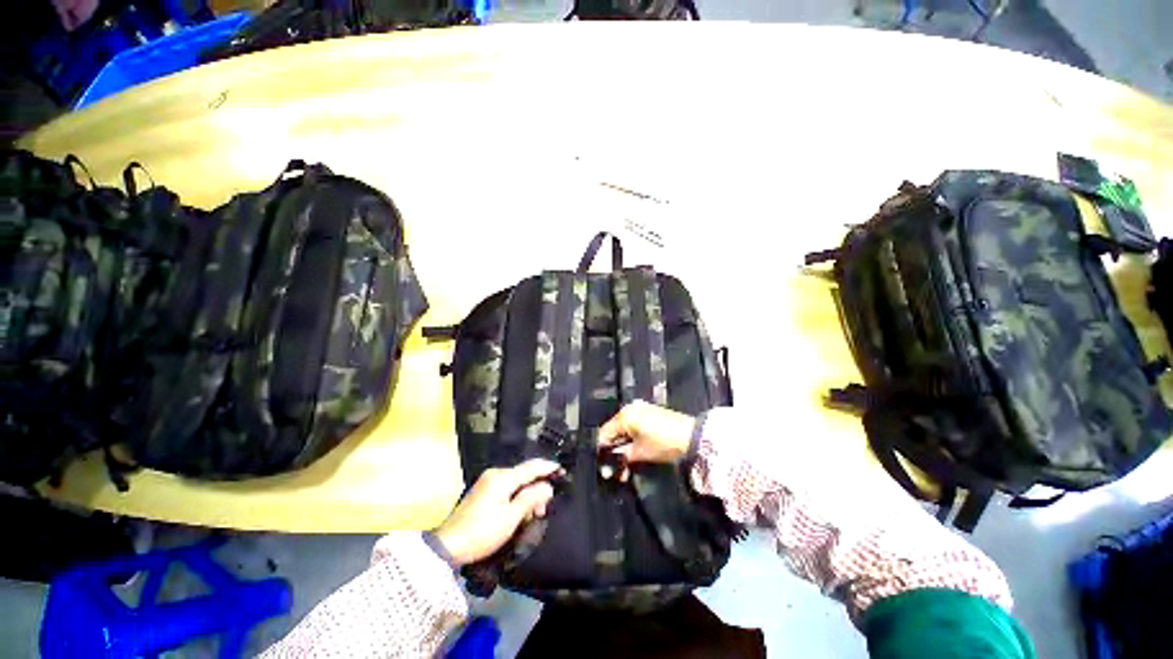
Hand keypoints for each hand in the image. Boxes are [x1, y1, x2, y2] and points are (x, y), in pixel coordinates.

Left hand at [433, 459, 560, 565]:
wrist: (448, 546)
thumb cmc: (483, 532)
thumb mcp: (511, 517)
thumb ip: (531, 498)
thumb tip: (547, 486)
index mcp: (503, 477)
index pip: (531, 467)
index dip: (548, 468)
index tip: (562, 470)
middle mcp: (496, 473)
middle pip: (524, 475)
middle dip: (537, 488)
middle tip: (544, 509)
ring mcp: (488, 481)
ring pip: (516, 482)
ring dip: (527, 495)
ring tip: (533, 515)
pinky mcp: (483, 491)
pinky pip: (507, 488)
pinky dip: (517, 497)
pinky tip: (520, 512)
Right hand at [597, 401, 696, 477]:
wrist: (693, 437)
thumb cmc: (663, 443)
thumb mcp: (640, 452)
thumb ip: (621, 458)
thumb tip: (607, 466)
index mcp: (624, 415)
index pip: (604, 434)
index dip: (603, 452)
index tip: (605, 467)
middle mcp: (630, 408)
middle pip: (614, 431)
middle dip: (614, 451)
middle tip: (617, 470)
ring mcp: (641, 409)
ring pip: (624, 430)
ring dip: (624, 447)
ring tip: (626, 466)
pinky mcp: (650, 413)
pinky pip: (634, 426)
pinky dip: (632, 439)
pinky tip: (635, 453)